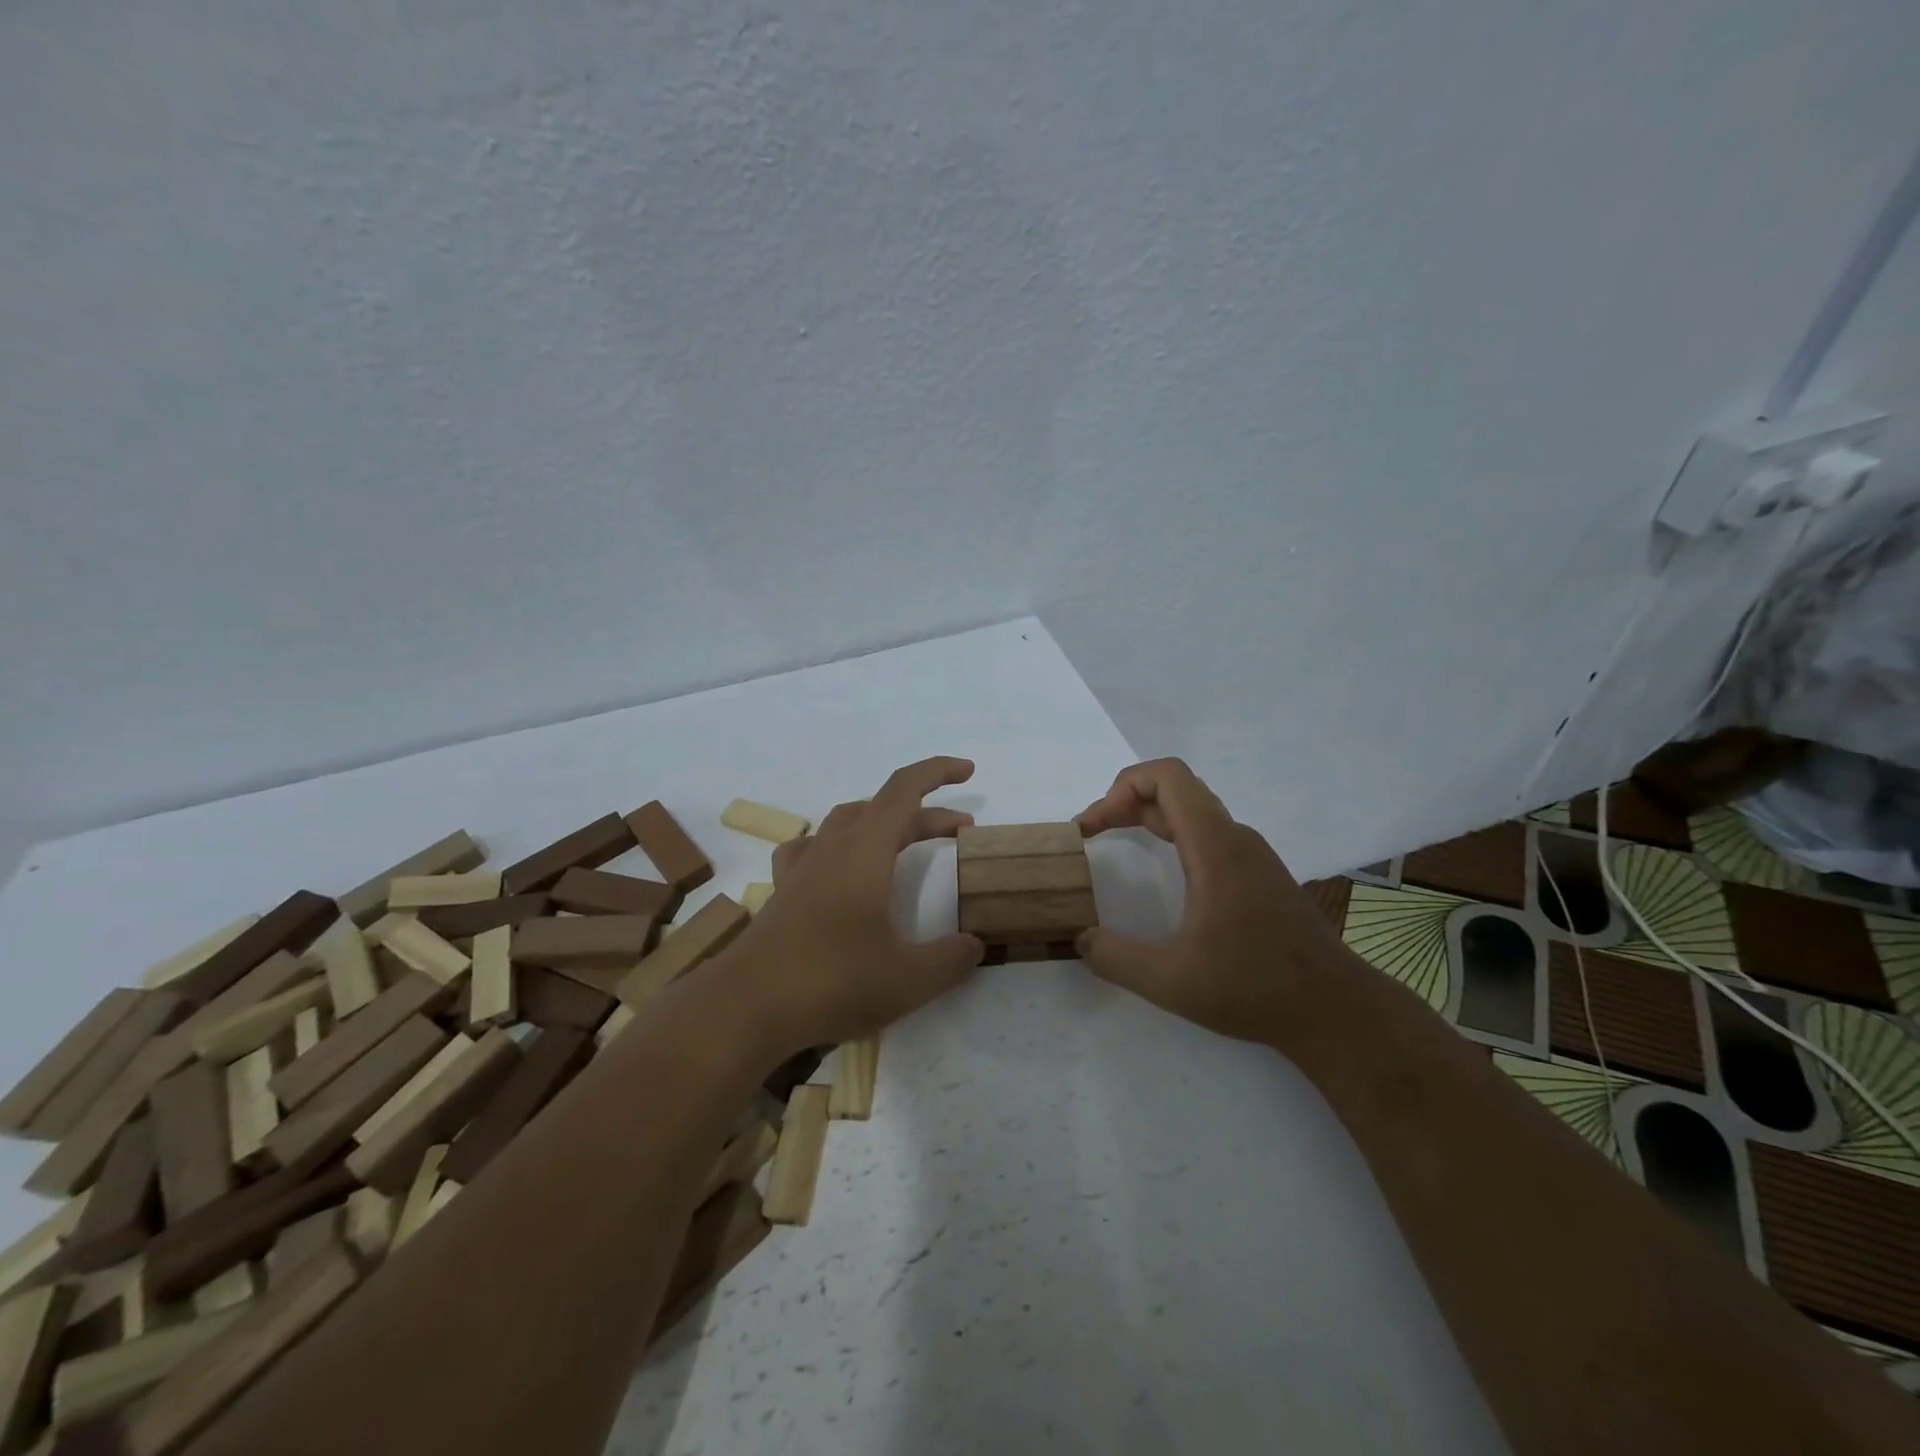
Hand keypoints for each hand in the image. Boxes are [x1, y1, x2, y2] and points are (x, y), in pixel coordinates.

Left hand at [725, 756, 985, 1053]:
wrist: (746, 1007)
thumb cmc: (834, 981)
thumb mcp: (910, 978)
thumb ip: (951, 958)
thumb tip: (975, 944)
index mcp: (865, 851)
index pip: (904, 790)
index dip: (937, 772)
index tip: (968, 770)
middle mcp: (832, 848)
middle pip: (883, 809)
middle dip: (925, 813)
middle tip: (959, 832)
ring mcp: (802, 868)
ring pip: (846, 822)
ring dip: (883, 823)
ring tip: (904, 841)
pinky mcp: (782, 893)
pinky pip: (812, 849)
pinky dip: (836, 845)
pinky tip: (839, 866)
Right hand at [1074, 758, 1360, 1043]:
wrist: (1337, 1010)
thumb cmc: (1254, 987)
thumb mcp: (1170, 981)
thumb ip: (1115, 958)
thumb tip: (1080, 940)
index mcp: (1215, 847)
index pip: (1168, 777)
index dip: (1122, 786)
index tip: (1093, 825)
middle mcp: (1235, 839)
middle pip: (1176, 789)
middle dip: (1126, 801)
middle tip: (1092, 833)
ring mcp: (1252, 855)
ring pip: (1193, 812)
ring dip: (1148, 817)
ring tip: (1115, 841)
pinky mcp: (1260, 875)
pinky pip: (1208, 834)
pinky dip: (1172, 835)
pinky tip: (1162, 870)